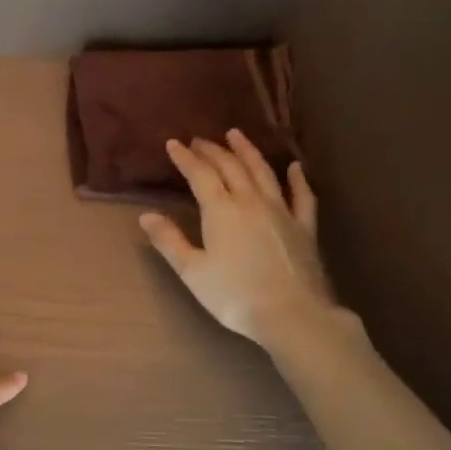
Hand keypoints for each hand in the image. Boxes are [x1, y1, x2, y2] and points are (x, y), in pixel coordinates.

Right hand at [140, 129, 336, 348]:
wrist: (291, 314)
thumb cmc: (234, 295)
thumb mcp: (192, 271)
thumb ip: (169, 241)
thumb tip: (146, 215)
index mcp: (221, 210)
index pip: (200, 175)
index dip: (185, 158)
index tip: (173, 144)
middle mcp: (251, 201)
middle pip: (231, 167)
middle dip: (213, 151)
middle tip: (199, 140)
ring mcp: (281, 211)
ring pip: (263, 172)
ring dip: (248, 151)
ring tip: (236, 136)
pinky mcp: (304, 227)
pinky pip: (302, 196)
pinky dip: (297, 179)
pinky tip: (295, 168)